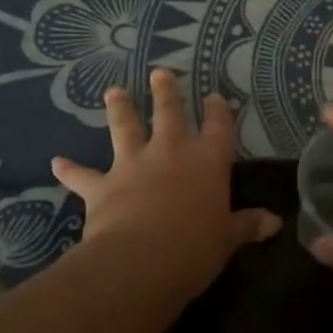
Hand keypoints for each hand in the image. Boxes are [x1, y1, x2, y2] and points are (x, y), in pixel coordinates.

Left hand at [52, 69, 280, 298]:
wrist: (141, 261)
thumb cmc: (195, 249)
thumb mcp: (227, 239)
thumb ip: (247, 225)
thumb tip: (274, 222)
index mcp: (207, 163)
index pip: (217, 128)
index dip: (217, 111)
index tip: (214, 96)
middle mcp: (170, 154)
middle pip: (169, 114)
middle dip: (166, 92)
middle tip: (160, 72)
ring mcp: (133, 165)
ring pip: (125, 128)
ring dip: (119, 109)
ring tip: (113, 91)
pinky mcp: (102, 186)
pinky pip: (82, 175)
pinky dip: (70, 170)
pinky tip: (57, 163)